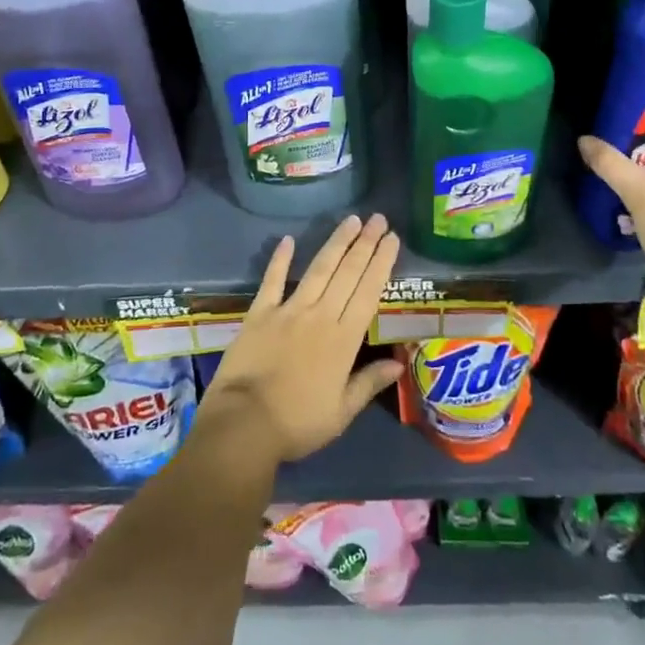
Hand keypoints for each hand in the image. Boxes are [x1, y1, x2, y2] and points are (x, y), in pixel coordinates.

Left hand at [196, 214, 403, 465]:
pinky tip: (288, 240)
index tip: (392, 239)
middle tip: (378, 219)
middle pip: (347, 273)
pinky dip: (279, 260)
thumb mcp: (342, 412)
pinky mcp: (259, 314)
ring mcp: (288, 311)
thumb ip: (369, 383)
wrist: (244, 425)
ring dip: (336, 243)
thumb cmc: (298, 424)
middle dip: (365, 244)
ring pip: (318, 269)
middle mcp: (320, 316)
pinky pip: (272, 281)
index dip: (381, 263)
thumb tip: (400, 364)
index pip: (369, 292)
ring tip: (351, 220)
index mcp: (344, 340)